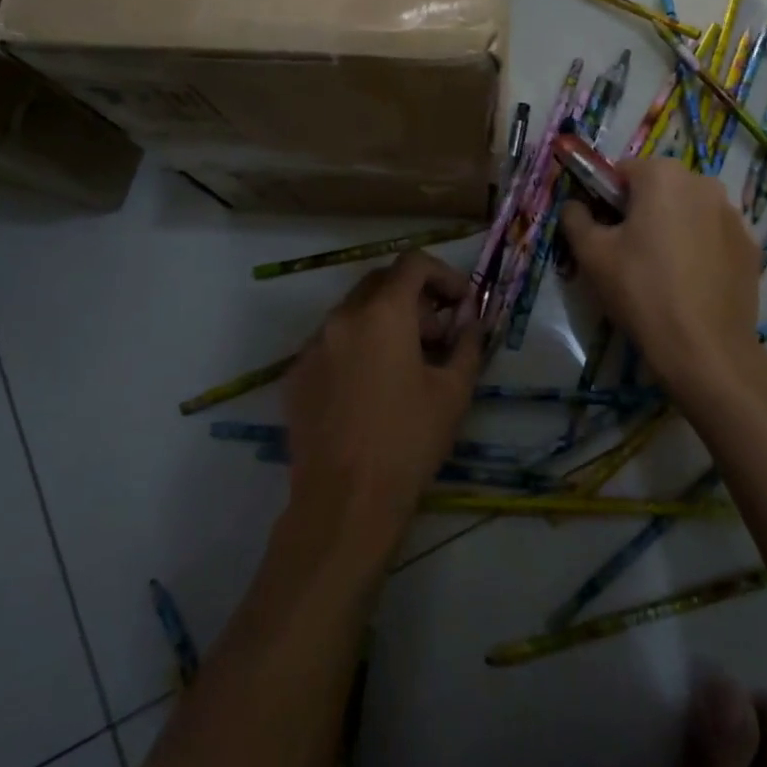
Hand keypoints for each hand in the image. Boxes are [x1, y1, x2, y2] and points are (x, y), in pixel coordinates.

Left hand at [283, 252, 482, 544]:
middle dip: (414, 298)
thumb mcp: (454, 391)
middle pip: (381, 283)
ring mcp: (311, 346)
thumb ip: (468, 343)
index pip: (413, 263)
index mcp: (383, 313)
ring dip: (384, 322)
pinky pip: (331, 344)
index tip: (461, 303)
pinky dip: (357, 348)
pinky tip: (370, 389)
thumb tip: (471, 321)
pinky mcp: (295, 375)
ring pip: (353, 313)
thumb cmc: (409, 441)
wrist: (345, 503)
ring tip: (406, 365)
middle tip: (438, 335)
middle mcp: (341, 317)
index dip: (444, 274)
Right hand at [559, 158, 760, 393]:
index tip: (602, 231)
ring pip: (688, 211)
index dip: (605, 198)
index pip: (622, 171)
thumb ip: (575, 218)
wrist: (705, 348)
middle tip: (627, 253)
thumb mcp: (591, 254)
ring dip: (672, 227)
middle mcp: (704, 183)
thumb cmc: (641, 291)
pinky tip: (689, 283)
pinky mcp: (750, 246)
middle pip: (659, 188)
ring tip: (661, 271)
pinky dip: (699, 248)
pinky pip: (713, 236)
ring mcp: (733, 215)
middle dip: (641, 211)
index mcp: (663, 175)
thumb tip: (575, 205)